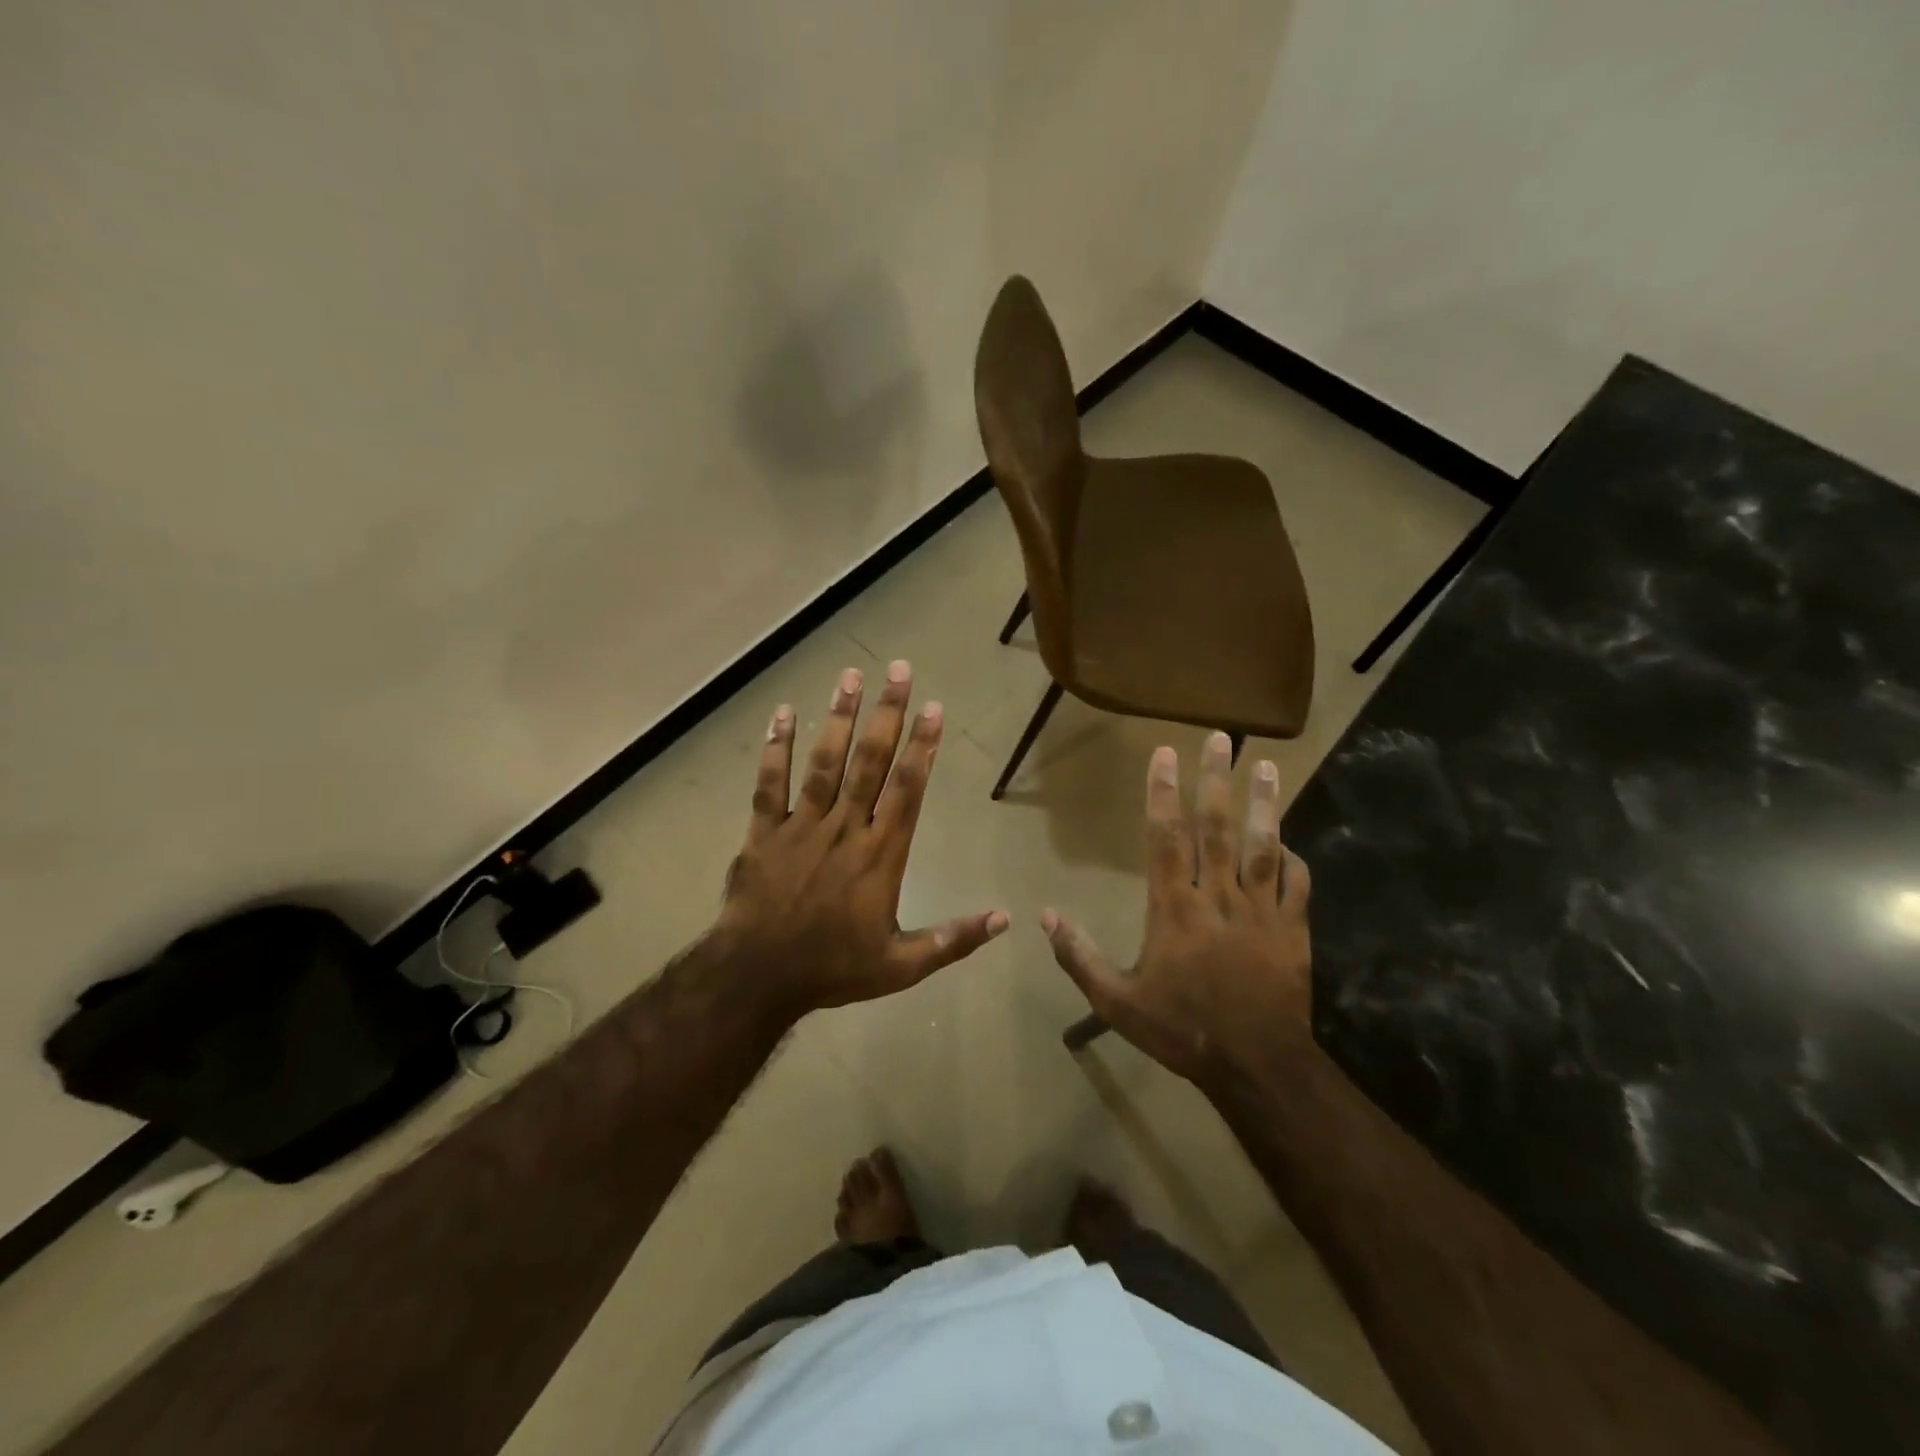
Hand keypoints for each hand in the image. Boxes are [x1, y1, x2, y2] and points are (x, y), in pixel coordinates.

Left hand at [712, 661, 1007, 1017]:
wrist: (758, 978)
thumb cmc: (833, 969)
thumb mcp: (902, 965)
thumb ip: (953, 939)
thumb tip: (1005, 919)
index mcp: (880, 854)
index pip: (908, 789)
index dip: (923, 746)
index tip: (933, 708)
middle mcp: (845, 828)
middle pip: (870, 761)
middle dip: (887, 713)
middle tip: (899, 670)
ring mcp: (802, 825)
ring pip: (825, 762)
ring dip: (839, 717)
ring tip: (850, 675)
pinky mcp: (764, 831)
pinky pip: (770, 783)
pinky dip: (776, 748)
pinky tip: (783, 713)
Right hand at [1041, 732, 1311, 1088]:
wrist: (1256, 1066)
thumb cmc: (1181, 1029)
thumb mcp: (1116, 1002)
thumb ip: (1079, 957)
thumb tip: (1044, 917)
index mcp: (1174, 908)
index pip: (1167, 838)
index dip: (1164, 793)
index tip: (1165, 754)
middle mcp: (1218, 897)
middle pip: (1217, 827)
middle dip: (1217, 779)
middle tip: (1222, 738)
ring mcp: (1261, 911)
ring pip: (1263, 845)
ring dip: (1264, 803)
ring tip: (1267, 765)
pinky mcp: (1294, 930)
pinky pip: (1296, 883)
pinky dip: (1293, 858)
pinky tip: (1288, 840)